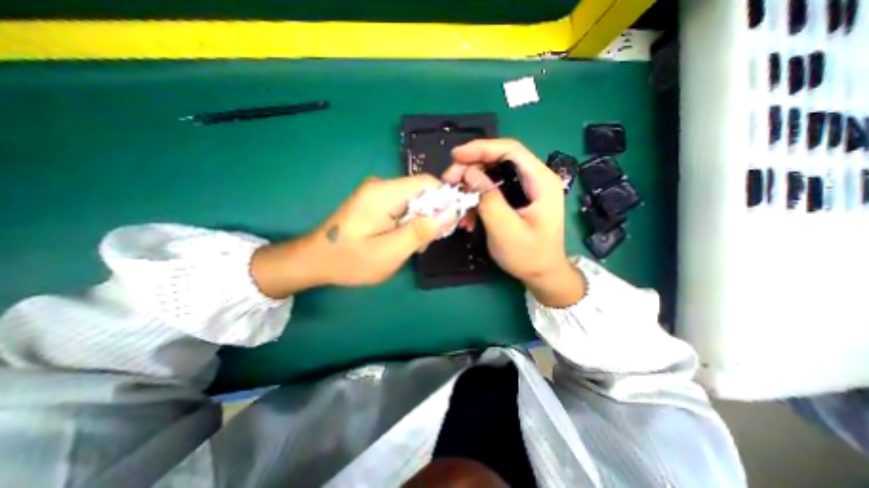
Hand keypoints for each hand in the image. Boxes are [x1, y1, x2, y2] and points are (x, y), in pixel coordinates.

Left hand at [254, 175, 456, 296]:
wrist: (315, 260)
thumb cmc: (351, 261)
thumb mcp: (391, 252)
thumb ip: (422, 231)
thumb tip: (451, 212)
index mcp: (384, 193)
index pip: (428, 183)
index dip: (445, 201)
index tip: (448, 226)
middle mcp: (382, 185)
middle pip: (423, 192)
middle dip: (432, 216)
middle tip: (424, 244)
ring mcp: (377, 192)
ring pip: (415, 201)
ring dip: (421, 222)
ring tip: (410, 246)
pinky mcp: (376, 201)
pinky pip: (404, 206)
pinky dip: (409, 223)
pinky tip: (401, 240)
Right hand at [442, 137, 582, 304]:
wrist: (543, 274)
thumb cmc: (529, 256)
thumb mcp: (506, 230)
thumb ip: (489, 199)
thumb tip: (469, 174)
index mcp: (541, 181)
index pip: (510, 150)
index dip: (481, 149)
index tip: (455, 156)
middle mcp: (535, 179)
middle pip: (499, 160)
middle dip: (471, 168)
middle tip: (449, 181)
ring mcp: (526, 189)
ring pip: (493, 175)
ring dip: (471, 186)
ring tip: (457, 203)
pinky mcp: (517, 200)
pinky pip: (493, 191)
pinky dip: (477, 200)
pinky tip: (468, 217)